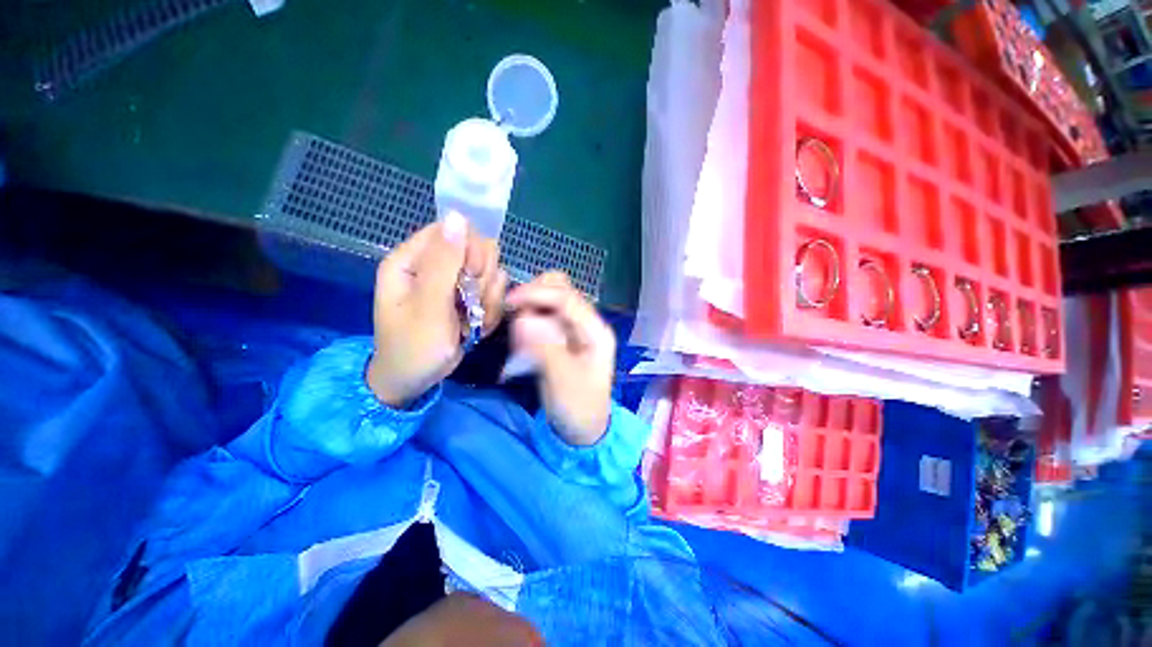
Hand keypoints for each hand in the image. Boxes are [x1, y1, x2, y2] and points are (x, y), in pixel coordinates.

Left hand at [367, 212, 506, 407]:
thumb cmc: (413, 346)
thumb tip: (458, 216)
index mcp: (412, 259)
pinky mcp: (467, 298)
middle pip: (477, 251)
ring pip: (490, 274)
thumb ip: (444, 263)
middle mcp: (433, 266)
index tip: (472, 276)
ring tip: (470, 323)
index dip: (470, 250)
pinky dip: (490, 312)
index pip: (454, 230)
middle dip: (481, 281)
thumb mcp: (428, 307)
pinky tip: (475, 328)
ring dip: (488, 300)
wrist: (415, 382)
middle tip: (470, 305)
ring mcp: (453, 283)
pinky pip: (493, 293)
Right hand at [507, 272, 615, 445]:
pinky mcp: (561, 337)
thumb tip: (524, 319)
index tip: (509, 303)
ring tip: (517, 334)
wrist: (583, 430)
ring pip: (549, 300)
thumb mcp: (563, 382)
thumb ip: (545, 349)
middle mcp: (586, 323)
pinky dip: (528, 320)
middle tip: (512, 315)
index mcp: (595, 331)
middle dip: (534, 295)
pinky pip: (542, 316)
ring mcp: (574, 328)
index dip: (537, 294)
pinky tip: (521, 341)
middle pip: (560, 290)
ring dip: (530, 307)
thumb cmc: (578, 409)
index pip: (567, 298)